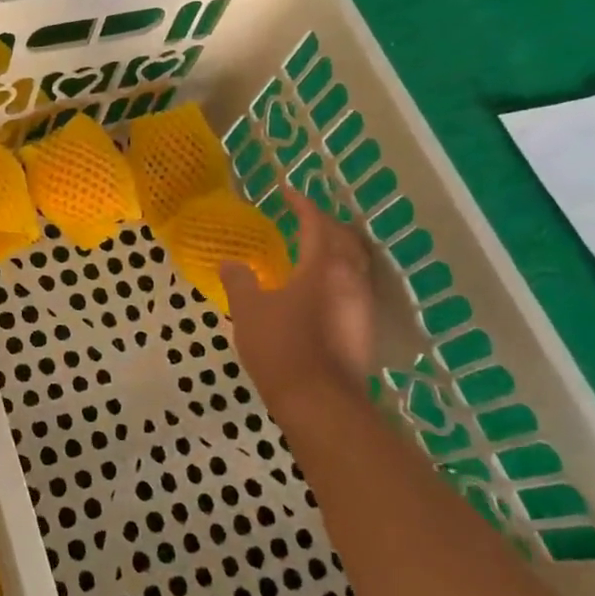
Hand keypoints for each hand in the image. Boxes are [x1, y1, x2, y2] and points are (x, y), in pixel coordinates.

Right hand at [219, 189, 376, 409]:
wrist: (320, 403)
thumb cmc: (281, 347)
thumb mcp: (249, 310)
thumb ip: (239, 281)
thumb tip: (230, 263)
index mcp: (323, 265)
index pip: (316, 222)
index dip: (301, 204)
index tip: (287, 192)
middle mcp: (350, 279)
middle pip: (346, 238)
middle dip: (326, 223)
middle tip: (304, 219)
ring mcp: (362, 306)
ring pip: (356, 263)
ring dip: (337, 249)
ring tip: (313, 250)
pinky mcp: (364, 330)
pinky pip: (355, 287)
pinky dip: (339, 275)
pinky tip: (319, 290)